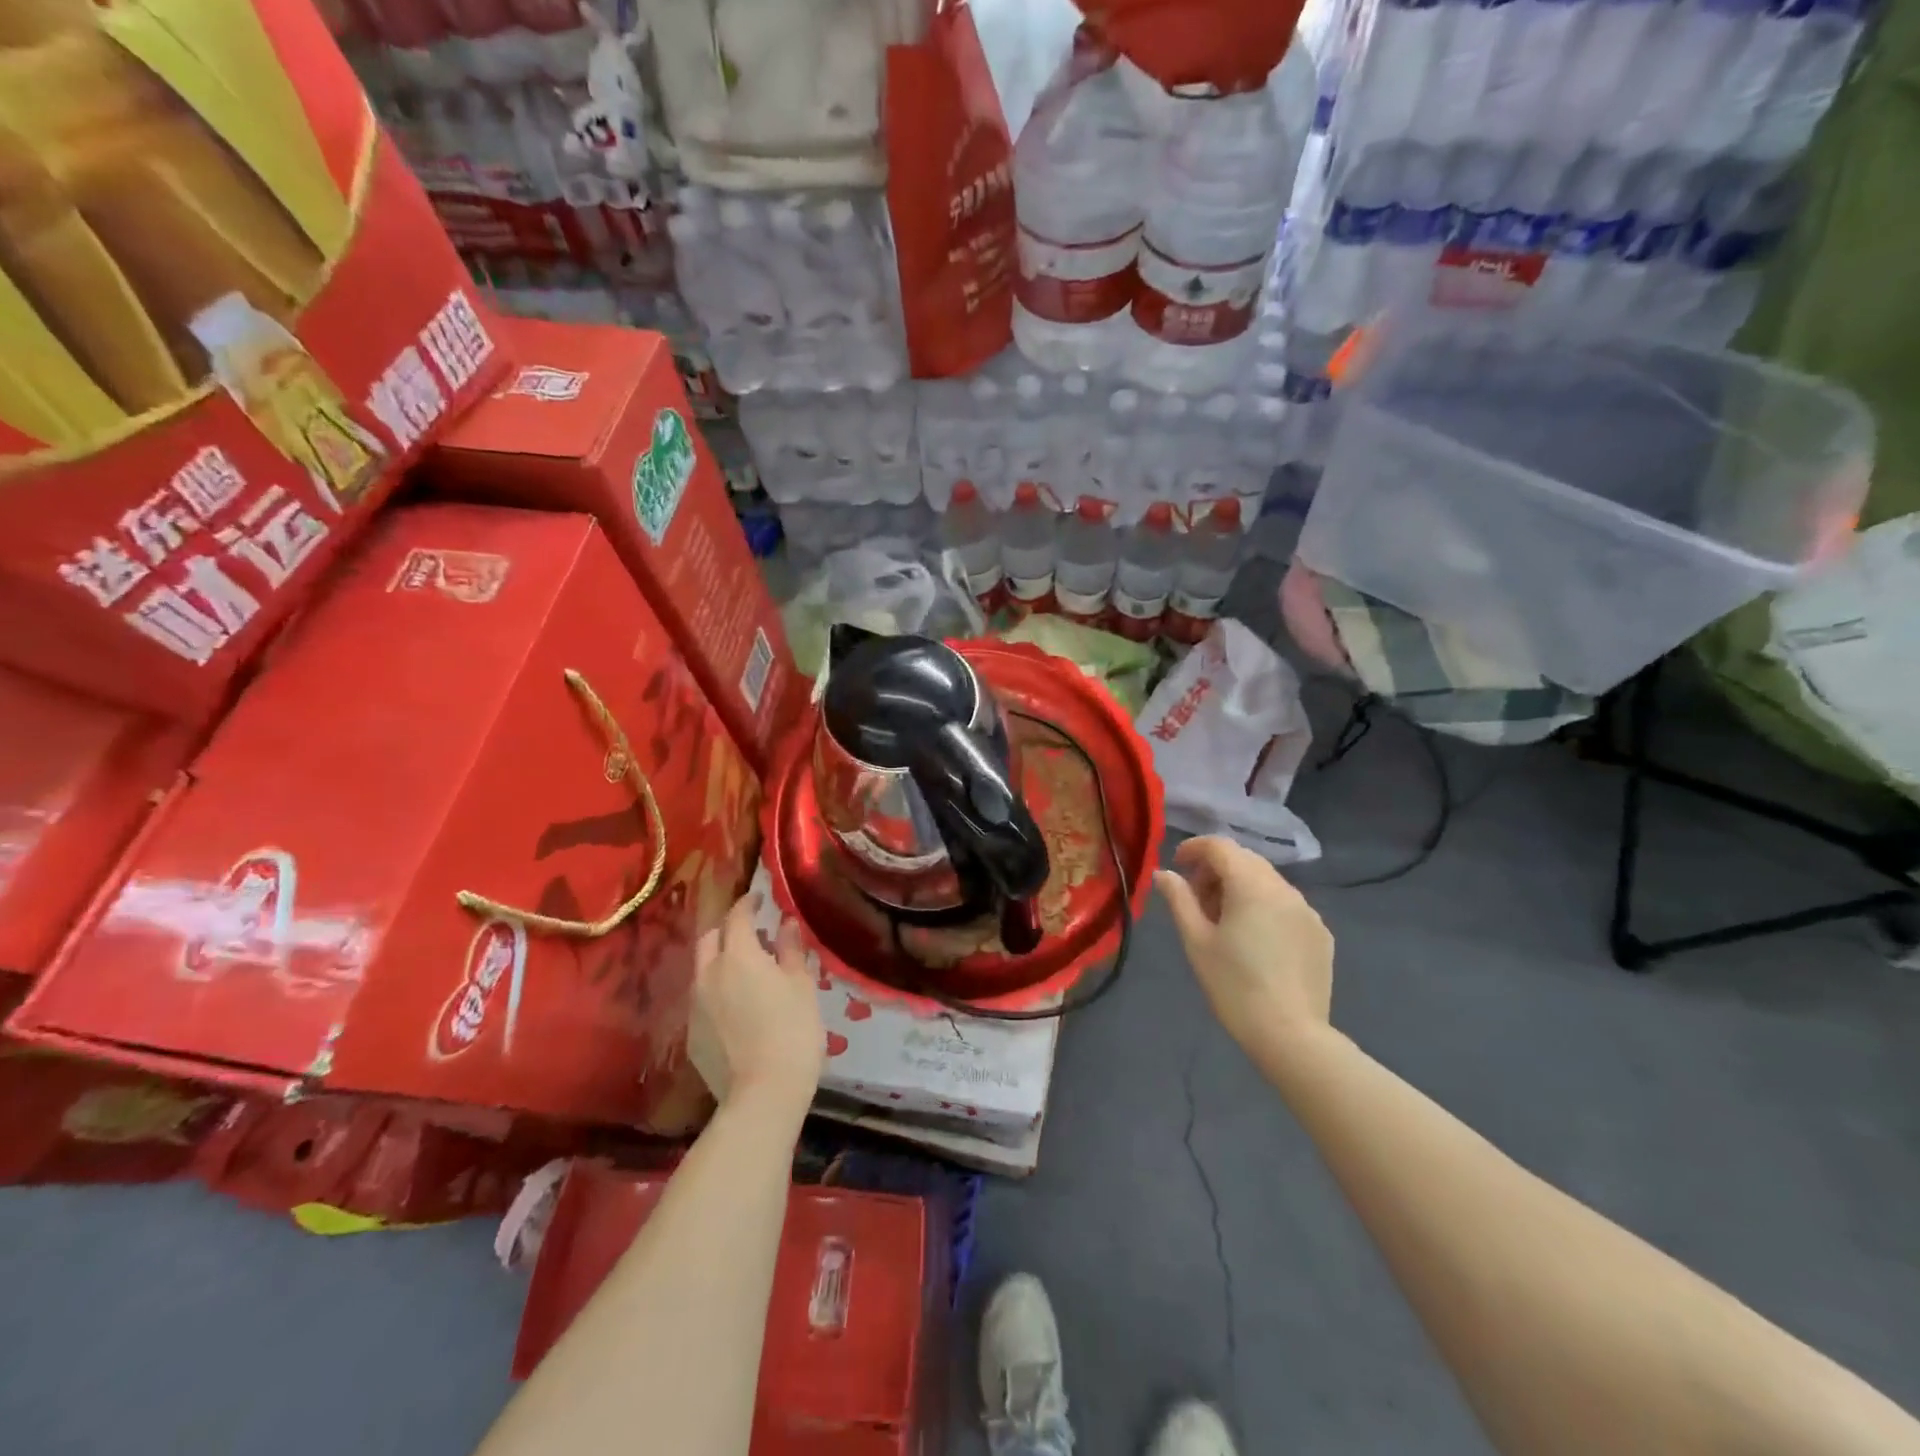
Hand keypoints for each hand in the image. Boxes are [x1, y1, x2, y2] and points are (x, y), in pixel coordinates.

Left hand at [692, 897, 824, 1109]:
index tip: (758, 898)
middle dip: (726, 929)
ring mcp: (695, 1006)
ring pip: (703, 969)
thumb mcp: (802, 985)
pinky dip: (717, 991)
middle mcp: (708, 974)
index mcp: (738, 955)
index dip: (747, 903)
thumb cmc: (793, 1031)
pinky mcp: (691, 1035)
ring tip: (746, 970)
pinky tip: (737, 1006)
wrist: (763, 1094)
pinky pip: (702, 1000)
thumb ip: (791, 949)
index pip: (736, 916)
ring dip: (720, 960)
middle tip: (750, 932)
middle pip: (709, 939)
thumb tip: (785, 923)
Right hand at [1155, 836, 1333, 1055]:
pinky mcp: (1321, 933)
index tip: (1177, 865)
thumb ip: (1179, 899)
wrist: (1290, 1035)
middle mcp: (1284, 889)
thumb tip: (1164, 874)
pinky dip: (1264, 907)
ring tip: (1223, 922)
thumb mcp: (1196, 941)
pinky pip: (1286, 905)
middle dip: (1216, 869)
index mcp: (1251, 885)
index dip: (1195, 848)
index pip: (1220, 846)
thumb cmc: (1233, 986)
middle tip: (1196, 899)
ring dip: (1240, 888)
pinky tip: (1254, 940)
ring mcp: (1308, 911)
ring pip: (1267, 882)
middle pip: (1245, 860)